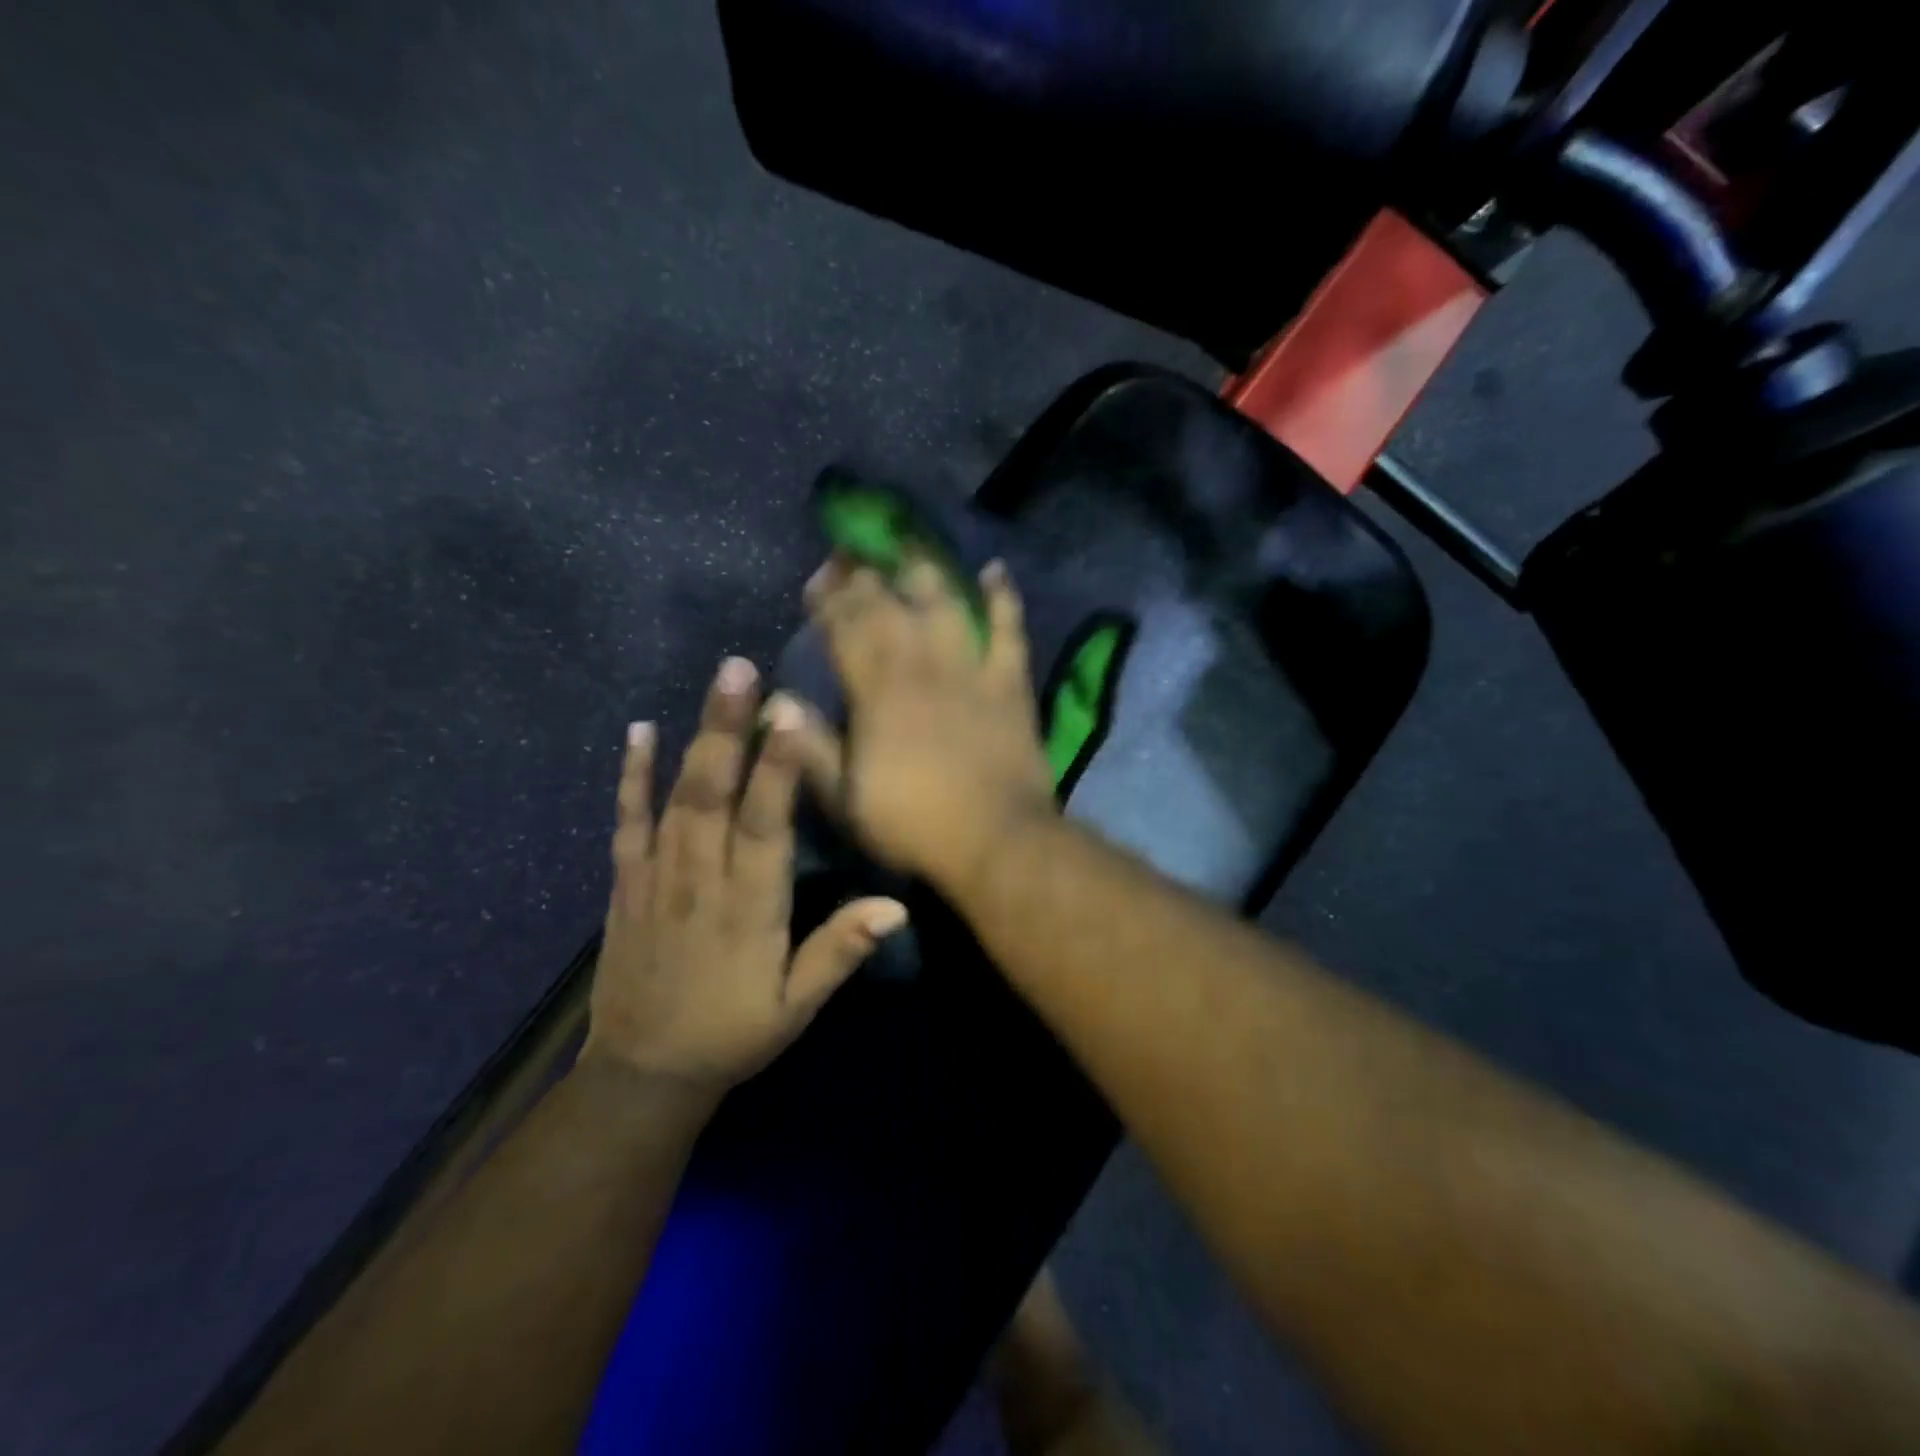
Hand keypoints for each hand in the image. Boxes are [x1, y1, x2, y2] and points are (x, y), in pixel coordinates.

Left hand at [583, 657, 908, 1093]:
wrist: (644, 1073)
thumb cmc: (734, 1033)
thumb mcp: (797, 1006)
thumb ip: (840, 950)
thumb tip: (896, 906)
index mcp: (750, 908)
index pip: (766, 826)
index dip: (778, 770)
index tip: (789, 715)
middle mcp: (701, 881)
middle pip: (715, 794)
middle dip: (728, 728)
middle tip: (739, 669)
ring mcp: (657, 877)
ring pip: (677, 797)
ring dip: (695, 737)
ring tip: (715, 683)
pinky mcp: (626, 883)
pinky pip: (628, 822)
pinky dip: (632, 776)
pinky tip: (639, 732)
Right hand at [790, 557, 1056, 896]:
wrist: (997, 840)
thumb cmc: (915, 825)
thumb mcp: (846, 800)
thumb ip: (809, 748)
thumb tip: (775, 703)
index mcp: (876, 693)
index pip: (845, 630)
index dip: (828, 600)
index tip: (817, 579)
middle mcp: (920, 667)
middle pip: (888, 607)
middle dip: (864, 575)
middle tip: (851, 552)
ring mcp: (970, 669)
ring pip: (944, 604)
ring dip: (923, 571)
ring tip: (908, 545)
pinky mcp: (1009, 681)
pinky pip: (1008, 628)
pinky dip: (1001, 597)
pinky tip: (993, 570)